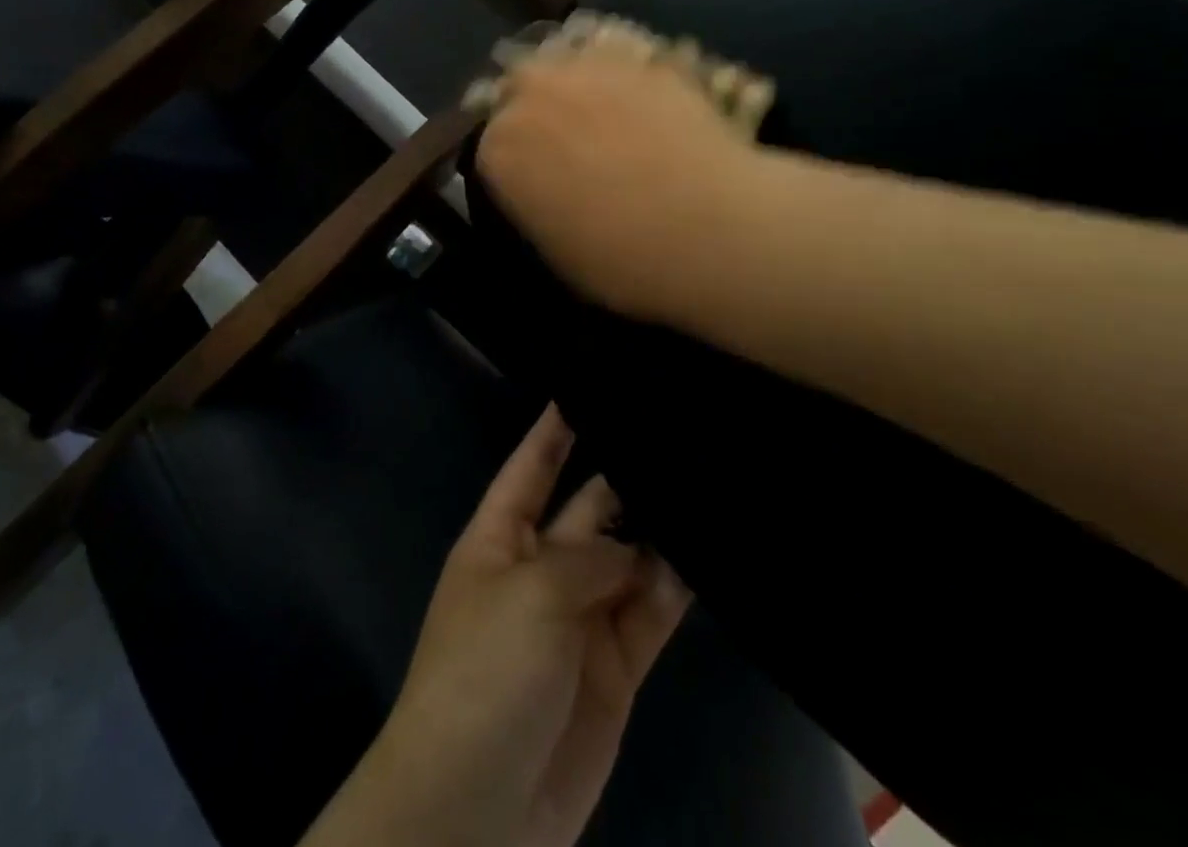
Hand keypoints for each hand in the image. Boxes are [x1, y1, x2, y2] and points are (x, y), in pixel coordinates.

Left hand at [304, 407, 690, 846]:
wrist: (481, 804)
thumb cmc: (485, 671)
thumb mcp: (529, 595)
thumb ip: (589, 560)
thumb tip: (641, 551)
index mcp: (499, 536)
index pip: (530, 466)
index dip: (553, 429)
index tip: (585, 382)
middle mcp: (540, 567)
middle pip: (587, 509)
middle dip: (622, 477)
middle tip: (673, 435)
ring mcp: (579, 617)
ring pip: (625, 560)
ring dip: (658, 531)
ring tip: (704, 483)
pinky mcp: (615, 668)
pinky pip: (648, 614)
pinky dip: (673, 589)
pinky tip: (707, 555)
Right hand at [473, 14, 773, 330]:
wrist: (707, 227)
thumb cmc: (620, 258)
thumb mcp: (556, 247)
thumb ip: (536, 202)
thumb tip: (545, 188)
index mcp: (500, 148)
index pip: (490, 143)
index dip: (514, 158)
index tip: (535, 175)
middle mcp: (532, 95)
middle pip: (518, 85)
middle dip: (533, 103)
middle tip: (564, 134)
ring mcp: (587, 68)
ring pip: (564, 59)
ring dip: (573, 79)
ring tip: (601, 106)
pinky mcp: (641, 58)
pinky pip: (618, 56)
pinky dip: (623, 72)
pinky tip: (644, 97)